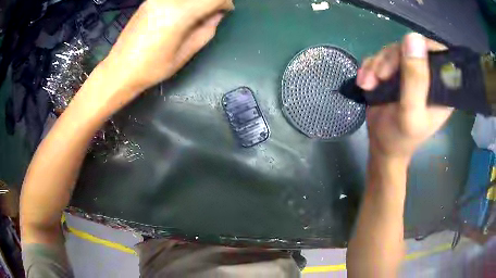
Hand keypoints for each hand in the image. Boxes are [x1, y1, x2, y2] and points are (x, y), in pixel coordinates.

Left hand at [102, 0, 233, 92]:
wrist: (120, 69)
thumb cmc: (152, 68)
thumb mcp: (185, 53)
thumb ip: (206, 30)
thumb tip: (216, 15)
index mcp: (179, 14)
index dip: (225, 3)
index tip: (225, 12)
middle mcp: (168, 0)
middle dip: (211, 1)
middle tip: (212, 12)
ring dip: (197, 2)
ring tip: (196, 15)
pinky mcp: (149, 1)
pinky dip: (184, 2)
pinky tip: (181, 14)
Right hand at [357, 33, 453, 160]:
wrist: (381, 145)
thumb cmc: (400, 137)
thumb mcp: (410, 112)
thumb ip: (415, 79)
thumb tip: (414, 38)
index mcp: (441, 88)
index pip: (438, 54)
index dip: (421, 48)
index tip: (403, 58)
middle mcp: (428, 76)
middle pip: (411, 48)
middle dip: (391, 60)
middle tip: (379, 77)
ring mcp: (410, 72)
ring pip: (393, 50)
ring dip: (377, 65)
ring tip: (368, 84)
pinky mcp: (395, 72)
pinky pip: (381, 57)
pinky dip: (370, 67)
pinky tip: (365, 82)